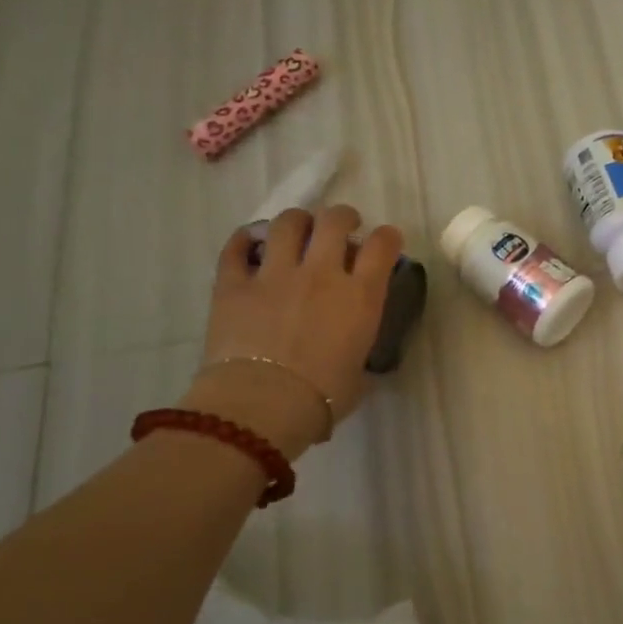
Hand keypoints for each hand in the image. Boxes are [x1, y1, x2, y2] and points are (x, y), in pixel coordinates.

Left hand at [180, 205, 404, 456]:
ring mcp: (274, 274)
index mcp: (360, 296)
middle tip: (342, 227)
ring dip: (298, 222)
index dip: (388, 237)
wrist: (262, 405)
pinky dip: (246, 240)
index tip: (386, 241)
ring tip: (298, 231)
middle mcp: (321, 274)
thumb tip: (352, 353)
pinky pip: (237, 248)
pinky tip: (251, 243)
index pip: (383, 245)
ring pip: (288, 223)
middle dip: (343, 218)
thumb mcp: (359, 372)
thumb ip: (358, 348)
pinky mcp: (233, 284)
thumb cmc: (322, 398)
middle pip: (335, 221)